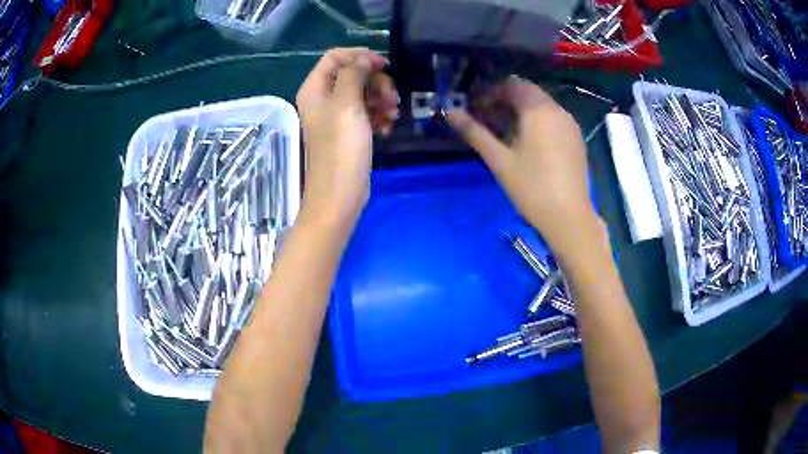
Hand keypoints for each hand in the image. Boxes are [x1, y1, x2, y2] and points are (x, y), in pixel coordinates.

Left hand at [295, 48, 397, 228]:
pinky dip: (379, 115)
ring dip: (381, 99)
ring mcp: (336, 116)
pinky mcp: (349, 131)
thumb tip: (364, 59)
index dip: (359, 56)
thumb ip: (354, 73)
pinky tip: (388, 127)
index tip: (383, 65)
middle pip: (352, 74)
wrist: (340, 193)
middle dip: (375, 81)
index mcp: (315, 89)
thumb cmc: (341, 147)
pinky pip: (366, 112)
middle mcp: (323, 99)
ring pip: (363, 93)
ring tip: (393, 114)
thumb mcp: (347, 103)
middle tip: (391, 96)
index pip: (335, 57)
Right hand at [447, 77, 597, 253]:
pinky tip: (528, 142)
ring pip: (542, 105)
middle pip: (528, 93)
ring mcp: (570, 125)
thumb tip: (451, 113)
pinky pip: (553, 119)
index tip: (476, 108)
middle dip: (505, 100)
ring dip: (521, 110)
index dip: (491, 92)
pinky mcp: (576, 139)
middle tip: (487, 118)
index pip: (512, 85)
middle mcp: (558, 111)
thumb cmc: (532, 188)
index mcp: (539, 110)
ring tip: (504, 131)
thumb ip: (475, 132)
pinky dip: (537, 121)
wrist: (569, 218)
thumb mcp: (499, 160)